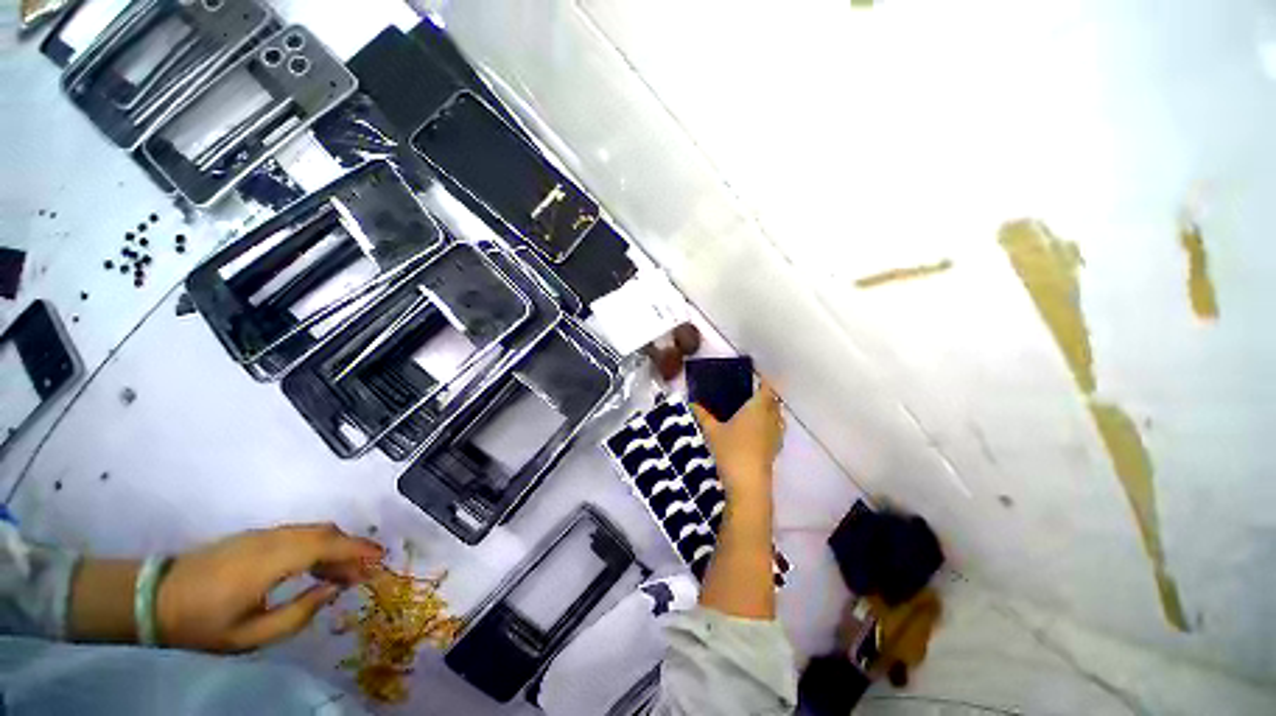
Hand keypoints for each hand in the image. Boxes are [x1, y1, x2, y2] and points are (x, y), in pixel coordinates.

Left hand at [156, 523, 383, 652]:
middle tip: (363, 573)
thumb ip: (298, 614)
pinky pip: (297, 534)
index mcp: (270, 562)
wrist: (153, 598)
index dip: (357, 550)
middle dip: (350, 549)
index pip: (326, 545)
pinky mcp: (254, 537)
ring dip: (334, 547)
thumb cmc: (201, 624)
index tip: (380, 558)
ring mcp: (261, 535)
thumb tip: (333, 592)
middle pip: (324, 532)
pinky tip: (314, 569)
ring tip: (341, 576)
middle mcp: (271, 539)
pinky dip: (317, 546)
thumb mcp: (250, 636)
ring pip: (312, 531)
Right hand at [692, 382, 783, 500]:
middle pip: (773, 402)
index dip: (764, 382)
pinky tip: (756, 432)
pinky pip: (776, 430)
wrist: (748, 483)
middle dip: (766, 396)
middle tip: (750, 394)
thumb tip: (692, 403)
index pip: (766, 389)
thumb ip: (702, 415)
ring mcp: (775, 435)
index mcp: (757, 408)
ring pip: (777, 417)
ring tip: (754, 411)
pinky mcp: (775, 449)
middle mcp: (771, 418)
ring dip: (770, 411)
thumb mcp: (712, 432)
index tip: (757, 377)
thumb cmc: (730, 450)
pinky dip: (769, 426)